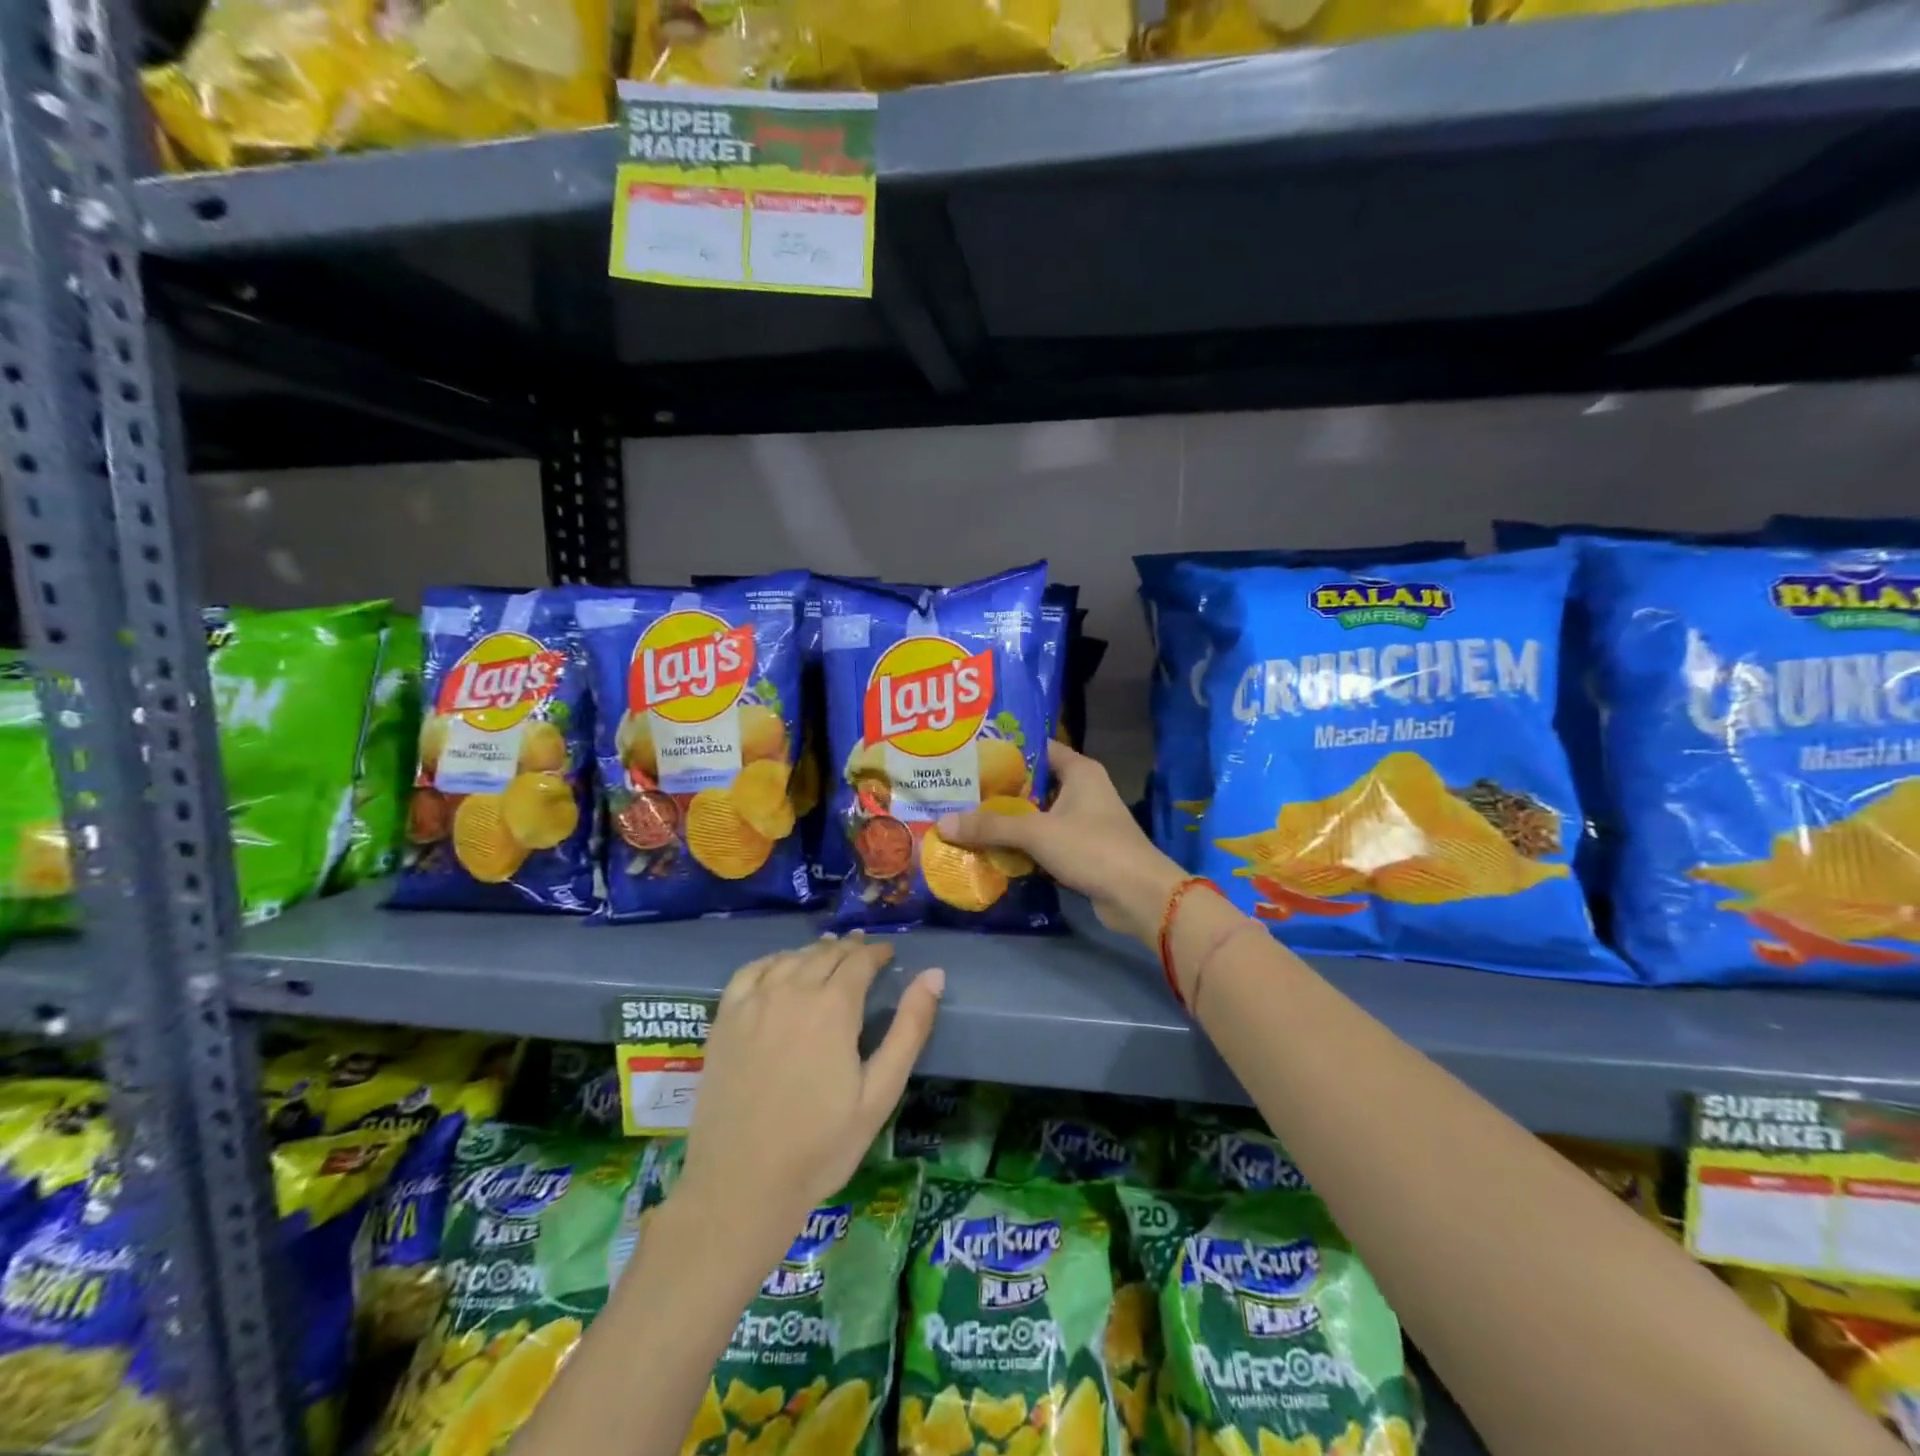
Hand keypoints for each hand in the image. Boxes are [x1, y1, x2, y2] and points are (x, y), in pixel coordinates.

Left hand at [673, 936, 942, 1262]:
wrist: (741, 1185)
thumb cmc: (821, 1146)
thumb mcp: (880, 1093)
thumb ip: (909, 1029)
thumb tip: (934, 975)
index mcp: (833, 1007)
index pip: (860, 960)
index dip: (877, 953)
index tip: (888, 954)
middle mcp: (792, 991)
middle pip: (825, 953)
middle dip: (850, 949)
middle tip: (864, 953)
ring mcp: (753, 1003)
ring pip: (790, 958)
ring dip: (815, 952)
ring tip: (829, 955)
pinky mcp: (724, 1019)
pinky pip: (751, 971)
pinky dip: (773, 961)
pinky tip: (780, 968)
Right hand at [937, 740, 1184, 945]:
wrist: (1138, 896)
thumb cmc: (1091, 848)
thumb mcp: (1036, 832)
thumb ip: (991, 827)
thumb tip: (944, 823)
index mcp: (1080, 771)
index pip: (1037, 749)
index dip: (1006, 751)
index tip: (971, 756)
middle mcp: (1083, 790)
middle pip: (1033, 784)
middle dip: (999, 791)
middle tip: (959, 792)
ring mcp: (1084, 822)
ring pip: (1037, 815)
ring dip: (1009, 822)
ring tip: (967, 819)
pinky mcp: (1082, 850)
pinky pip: (1045, 841)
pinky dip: (1023, 845)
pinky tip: (992, 850)